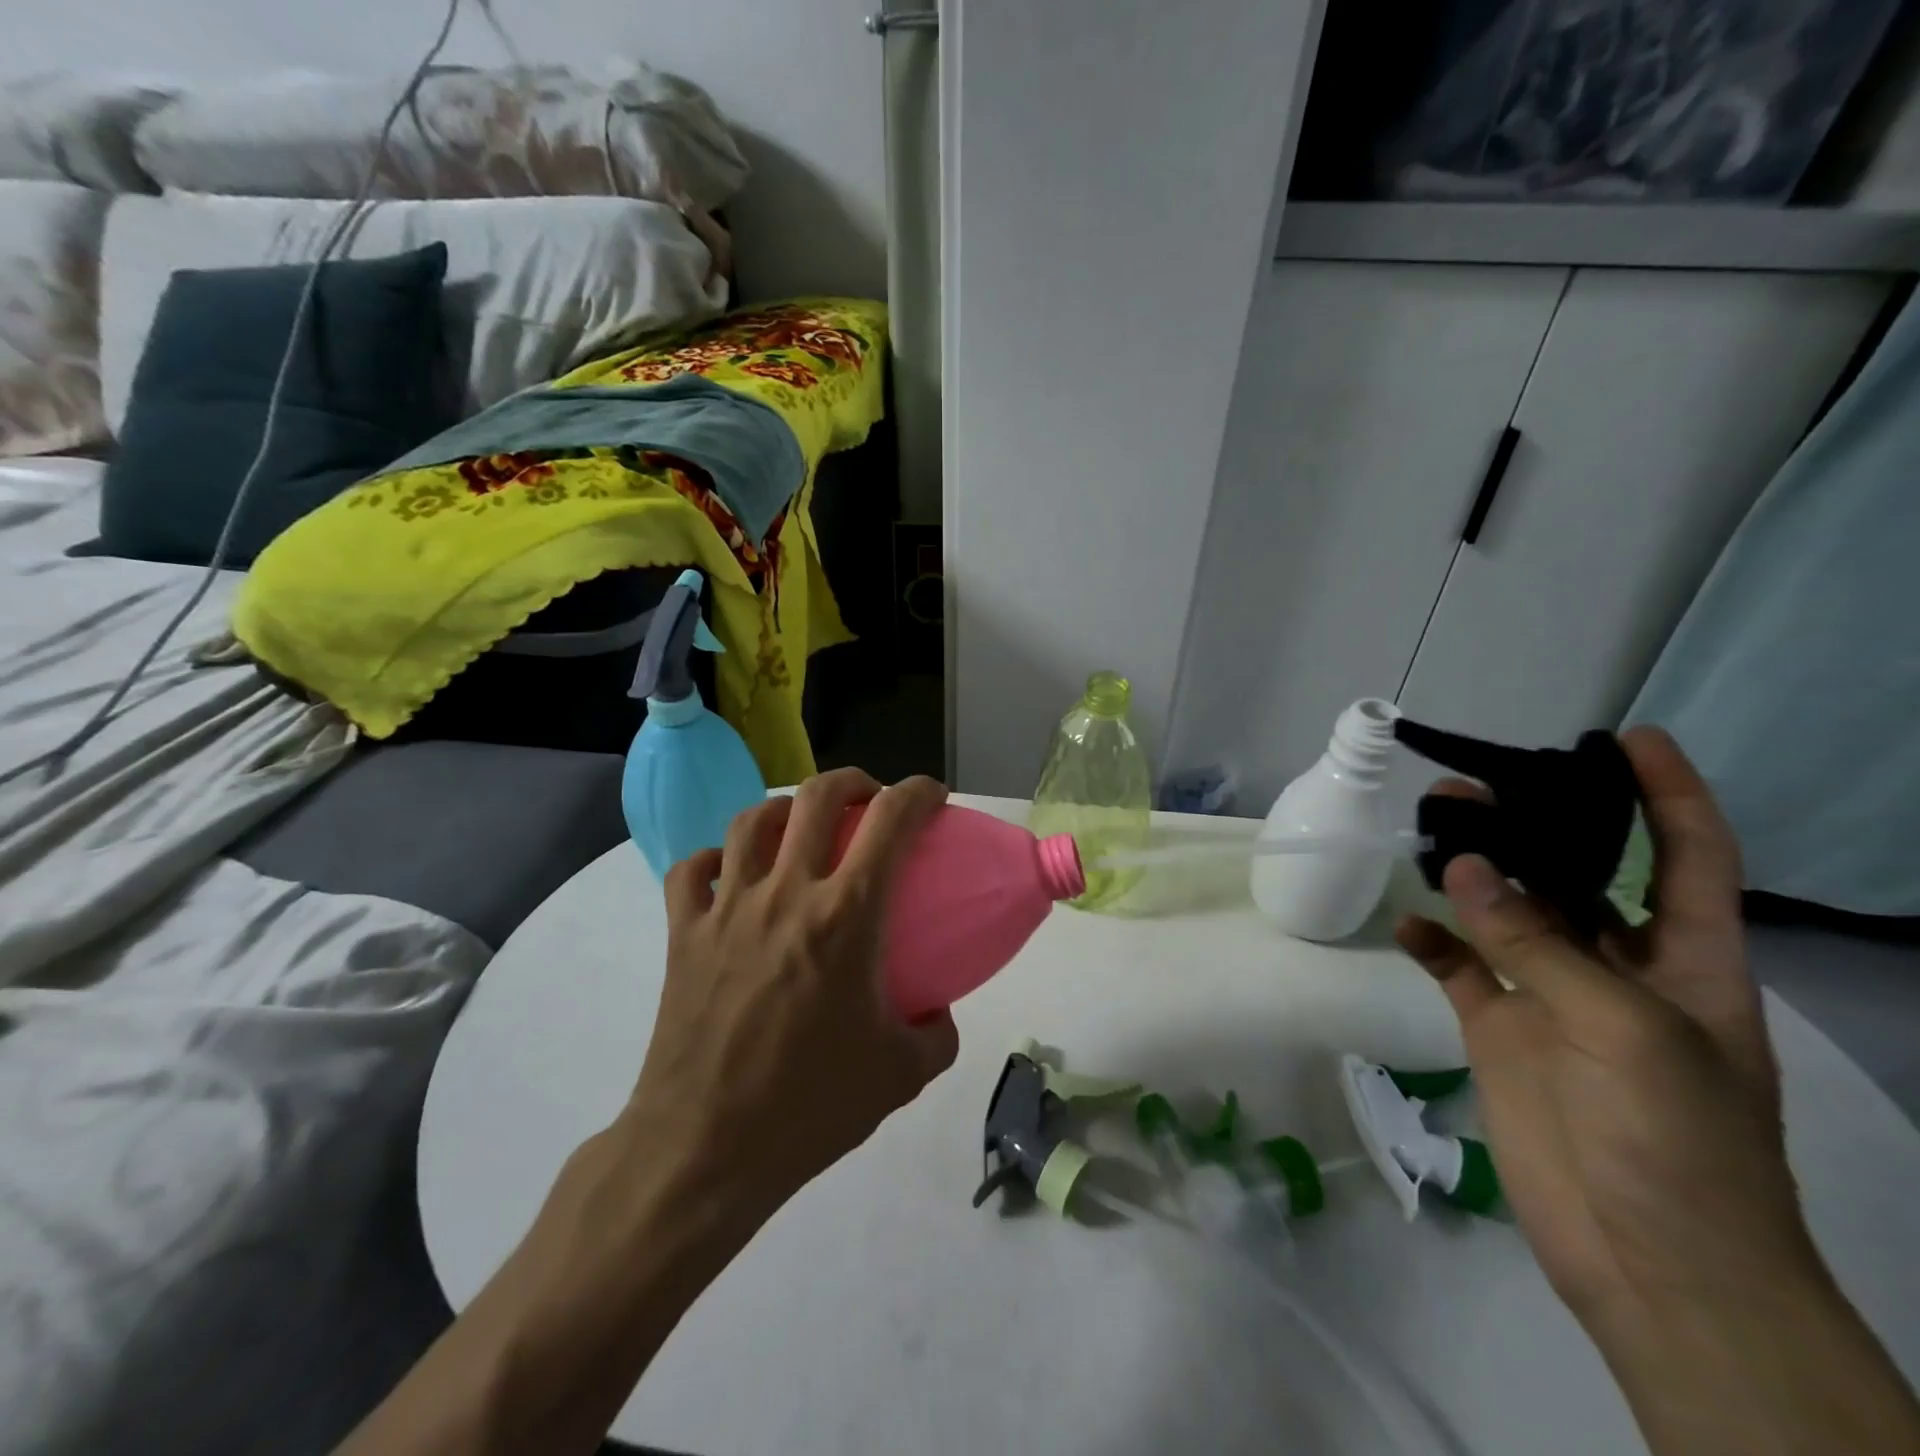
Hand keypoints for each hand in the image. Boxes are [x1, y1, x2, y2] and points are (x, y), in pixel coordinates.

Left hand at [623, 770, 958, 1219]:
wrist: (705, 1148)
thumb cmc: (810, 1106)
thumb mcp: (901, 1074)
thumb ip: (936, 1034)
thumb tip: (937, 1012)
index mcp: (846, 915)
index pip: (891, 820)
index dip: (919, 792)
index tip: (932, 796)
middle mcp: (786, 893)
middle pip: (816, 798)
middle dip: (853, 782)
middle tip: (868, 799)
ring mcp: (727, 908)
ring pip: (751, 821)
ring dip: (784, 808)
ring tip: (800, 825)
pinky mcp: (682, 934)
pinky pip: (692, 871)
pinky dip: (715, 860)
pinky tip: (730, 874)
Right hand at [1395, 727, 1813, 1329]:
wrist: (1649, 1261)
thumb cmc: (1678, 1142)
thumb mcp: (1628, 1032)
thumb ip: (1541, 947)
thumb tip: (1462, 868)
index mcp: (1686, 962)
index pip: (1689, 858)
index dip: (1670, 795)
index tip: (1630, 739)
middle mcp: (1618, 967)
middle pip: (1576, 876)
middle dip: (1536, 826)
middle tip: (1474, 785)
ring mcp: (1551, 997)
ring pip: (1505, 913)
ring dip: (1469, 873)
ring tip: (1427, 830)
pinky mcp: (1498, 1028)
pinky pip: (1458, 967)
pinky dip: (1430, 941)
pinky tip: (1405, 923)